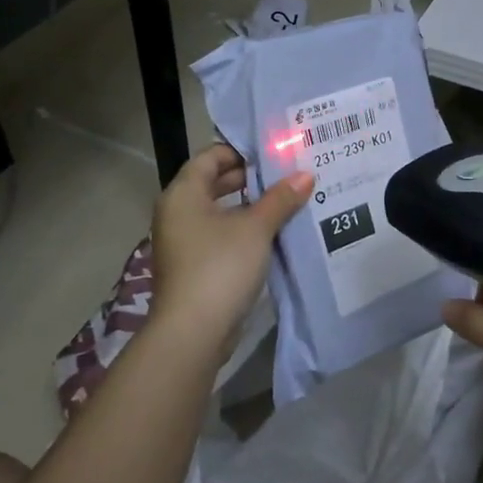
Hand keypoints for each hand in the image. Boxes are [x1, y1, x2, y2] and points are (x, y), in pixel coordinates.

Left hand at [149, 144, 312, 365]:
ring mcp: (184, 242)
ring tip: (288, 201)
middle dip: (250, 179)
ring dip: (250, 207)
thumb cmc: (220, 266)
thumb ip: (280, 199)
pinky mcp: (195, 267)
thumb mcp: (256, 228)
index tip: (273, 152)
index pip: (209, 157)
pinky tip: (275, 234)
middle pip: (213, 183)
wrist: (193, 332)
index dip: (240, 150)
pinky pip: (221, 236)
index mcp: (183, 194)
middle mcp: (177, 213)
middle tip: (287, 174)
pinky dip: (244, 230)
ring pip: (220, 212)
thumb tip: (305, 174)